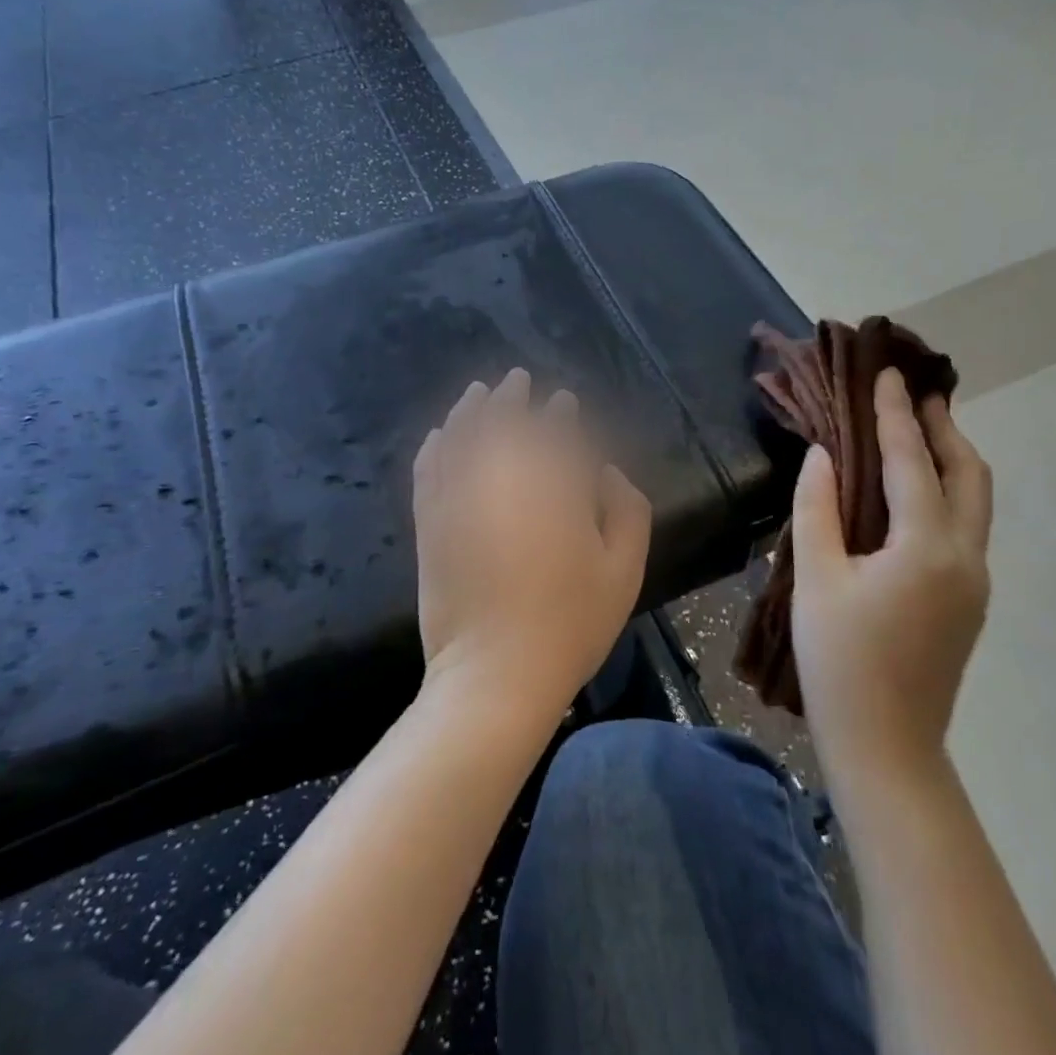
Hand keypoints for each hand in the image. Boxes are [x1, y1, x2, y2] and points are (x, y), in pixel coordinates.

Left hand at [412, 369, 651, 724]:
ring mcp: (460, 498)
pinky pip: (428, 469)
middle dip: (512, 396)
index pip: (556, 433)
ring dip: (471, 409)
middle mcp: (504, 479)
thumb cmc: (571, 624)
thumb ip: (628, 509)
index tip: (563, 402)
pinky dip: (434, 446)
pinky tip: (439, 433)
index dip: (560, 413)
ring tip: (478, 392)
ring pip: (462, 435)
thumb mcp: (624, 570)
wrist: (495, 675)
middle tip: (517, 380)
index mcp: (555, 487)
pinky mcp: (431, 522)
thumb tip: (606, 472)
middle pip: (505, 421)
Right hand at [792, 368, 992, 775]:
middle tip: (916, 393)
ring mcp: (974, 581)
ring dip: (950, 458)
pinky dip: (946, 490)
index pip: (912, 462)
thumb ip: (817, 509)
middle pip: (969, 474)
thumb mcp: (815, 578)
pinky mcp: (968, 600)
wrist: (886, 746)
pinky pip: (965, 525)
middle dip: (943, 428)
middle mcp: (965, 557)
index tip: (888, 374)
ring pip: (974, 500)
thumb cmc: (840, 660)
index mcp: (926, 547)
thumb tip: (823, 455)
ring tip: (919, 429)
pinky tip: (914, 490)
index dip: (896, 414)